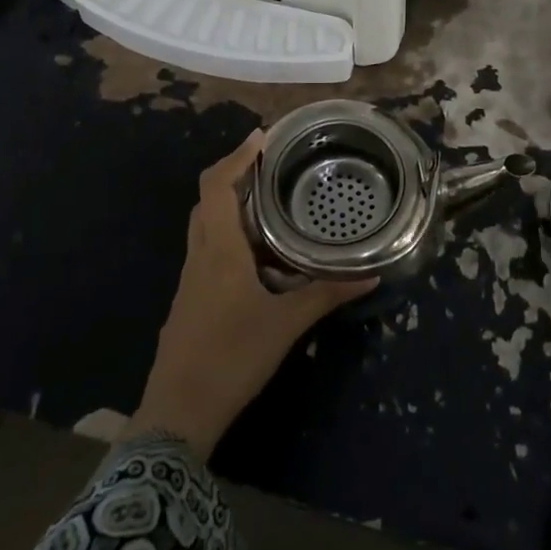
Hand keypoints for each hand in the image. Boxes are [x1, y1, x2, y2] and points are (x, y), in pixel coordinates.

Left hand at [126, 130, 376, 459]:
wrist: (178, 413)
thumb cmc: (232, 357)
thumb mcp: (286, 324)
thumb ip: (327, 294)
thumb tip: (372, 275)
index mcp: (219, 249)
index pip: (217, 185)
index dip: (237, 156)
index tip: (262, 137)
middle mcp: (200, 255)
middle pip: (208, 199)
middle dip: (235, 174)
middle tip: (271, 165)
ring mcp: (192, 278)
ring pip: (206, 224)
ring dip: (232, 204)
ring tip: (271, 200)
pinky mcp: (192, 298)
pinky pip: (209, 248)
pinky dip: (230, 233)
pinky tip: (259, 252)